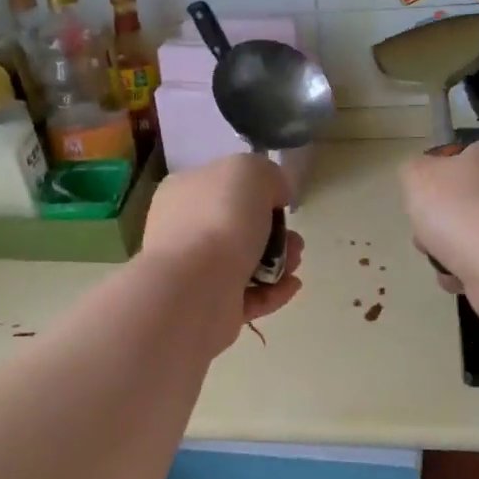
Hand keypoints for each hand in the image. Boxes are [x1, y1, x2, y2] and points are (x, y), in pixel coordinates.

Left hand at [142, 155, 304, 344]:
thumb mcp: (251, 172)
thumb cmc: (220, 219)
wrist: (195, 286)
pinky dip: (272, 291)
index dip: (255, 192)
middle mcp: (184, 230)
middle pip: (237, 227)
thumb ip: (268, 176)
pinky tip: (291, 285)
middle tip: (294, 239)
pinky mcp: (209, 306)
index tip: (280, 202)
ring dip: (278, 261)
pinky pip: (247, 297)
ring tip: (295, 263)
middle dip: (274, 232)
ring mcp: (194, 271)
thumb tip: (274, 196)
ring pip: (245, 262)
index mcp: (184, 192)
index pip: (221, 185)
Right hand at [399, 140, 478, 335]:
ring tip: (436, 256)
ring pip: (468, 235)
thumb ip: (414, 169)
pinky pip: (477, 265)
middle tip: (425, 227)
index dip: (444, 172)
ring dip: (444, 249)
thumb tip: (424, 177)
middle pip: (465, 200)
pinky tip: (453, 276)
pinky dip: (461, 273)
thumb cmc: (458, 207)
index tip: (426, 190)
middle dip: (438, 218)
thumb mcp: (416, 174)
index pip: (470, 155)